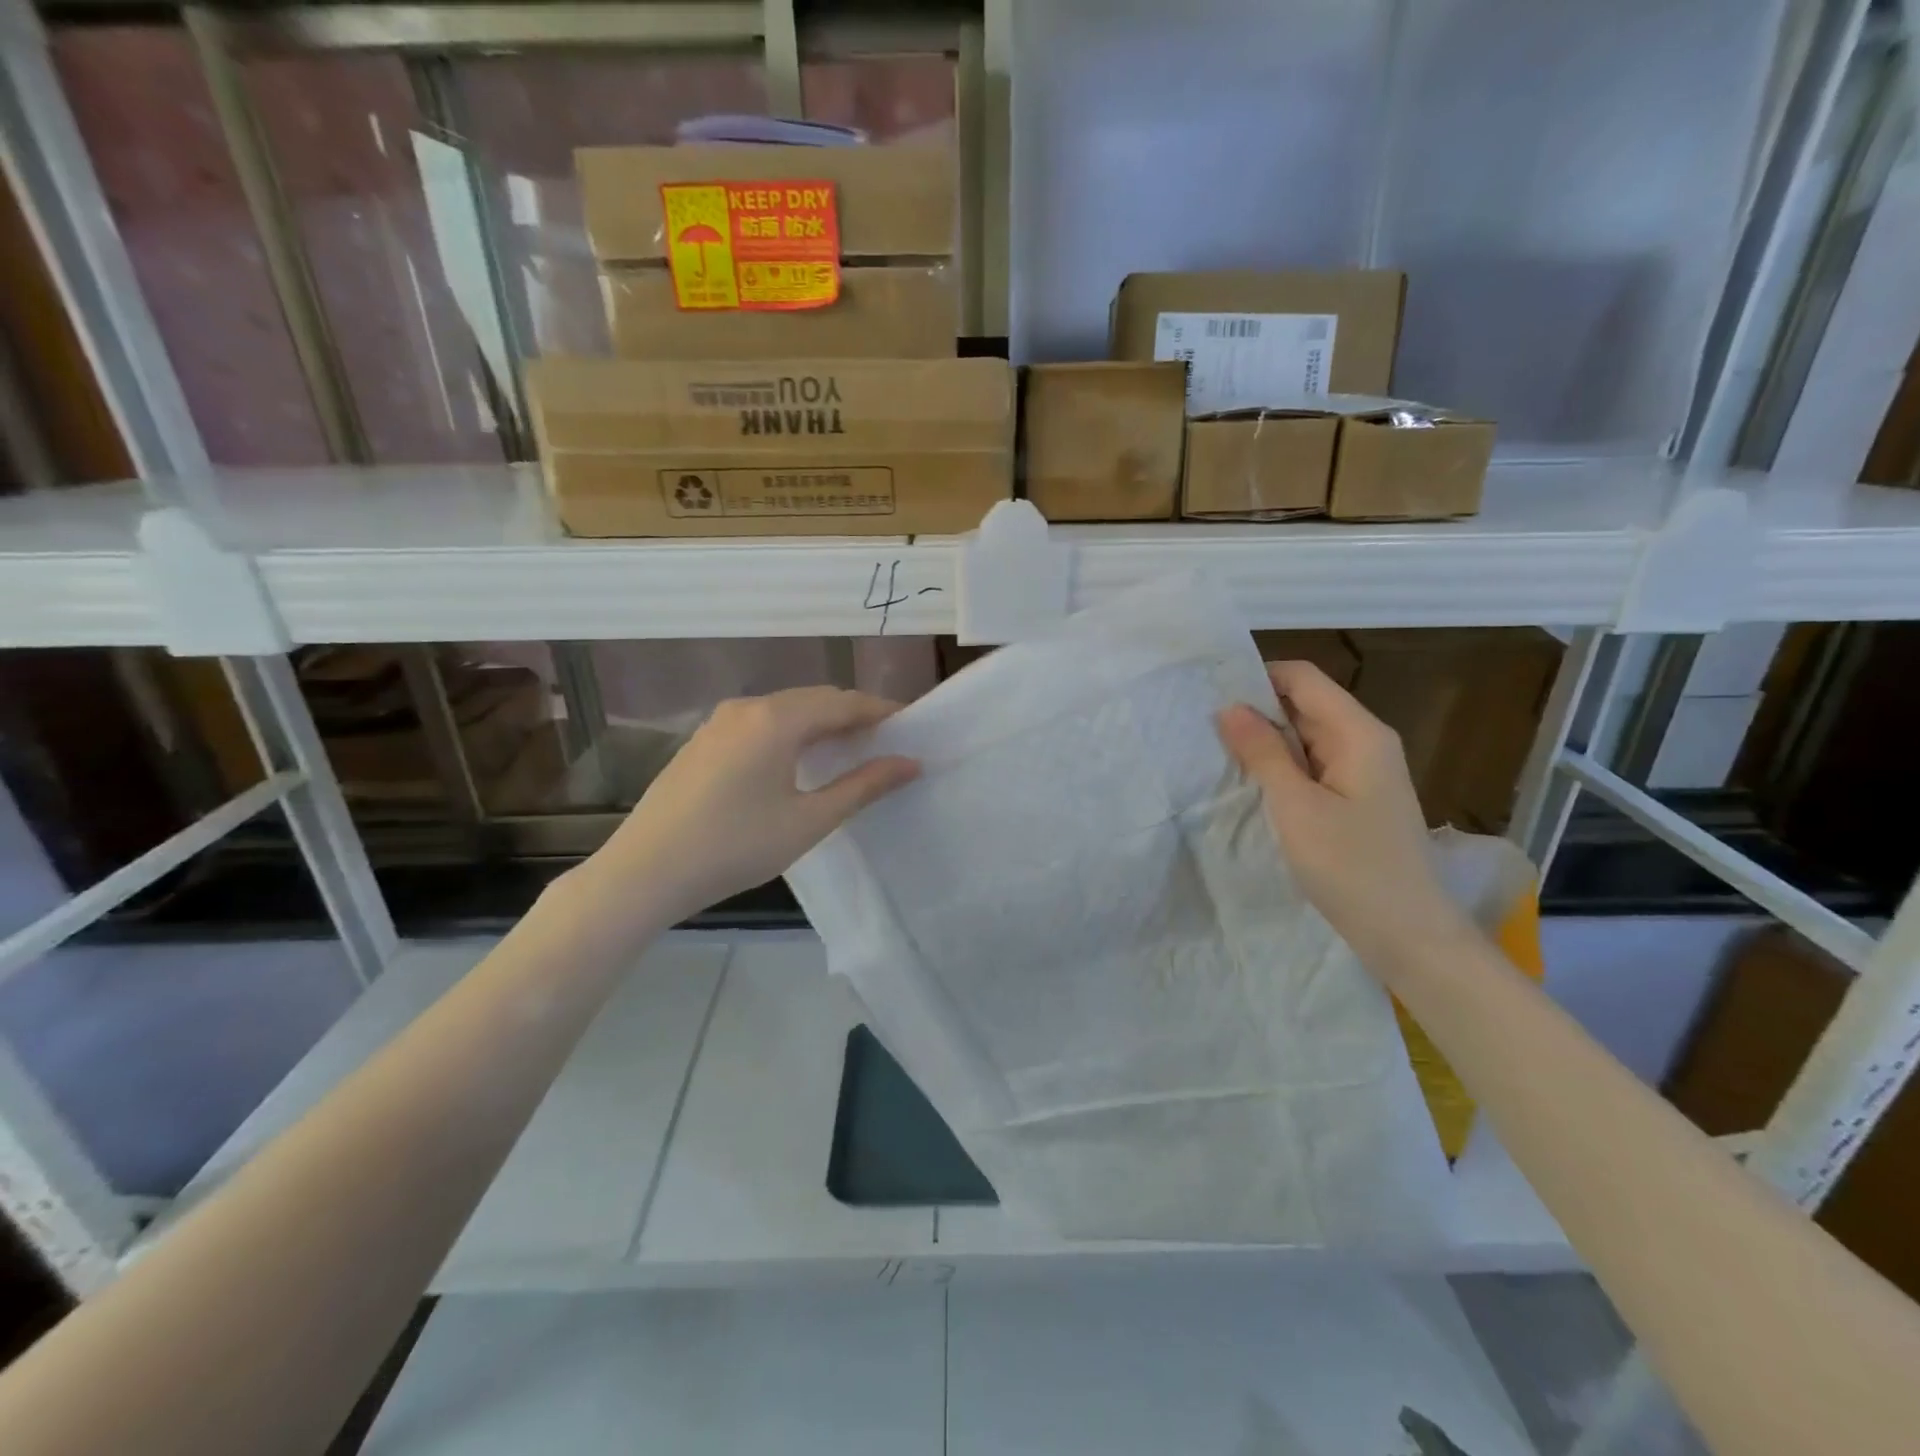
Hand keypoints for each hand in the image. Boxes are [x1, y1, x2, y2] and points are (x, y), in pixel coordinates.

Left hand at [586, 687, 918, 927]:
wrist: (645, 872)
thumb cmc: (736, 847)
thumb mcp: (809, 820)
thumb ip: (864, 786)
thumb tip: (910, 763)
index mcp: (777, 719)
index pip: (843, 702)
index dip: (881, 710)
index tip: (911, 724)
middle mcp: (747, 707)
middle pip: (814, 699)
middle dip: (852, 714)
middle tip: (885, 740)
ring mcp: (719, 722)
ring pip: (784, 710)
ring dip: (820, 723)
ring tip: (848, 750)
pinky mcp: (702, 741)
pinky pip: (759, 723)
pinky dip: (790, 732)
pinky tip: (797, 760)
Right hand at [1216, 661, 1475, 971]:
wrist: (1408, 934)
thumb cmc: (1351, 866)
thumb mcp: (1297, 806)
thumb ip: (1263, 753)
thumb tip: (1230, 707)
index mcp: (1358, 732)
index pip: (1302, 678)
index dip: (1257, 677)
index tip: (1210, 693)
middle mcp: (1365, 741)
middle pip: (1304, 703)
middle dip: (1256, 710)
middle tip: (1202, 726)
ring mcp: (1363, 772)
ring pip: (1306, 737)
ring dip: (1265, 741)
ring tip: (1216, 752)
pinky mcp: (1356, 799)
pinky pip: (1312, 766)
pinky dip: (1281, 767)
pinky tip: (1250, 783)